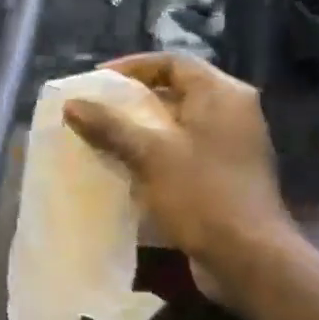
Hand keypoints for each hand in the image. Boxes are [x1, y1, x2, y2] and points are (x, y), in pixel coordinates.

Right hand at [62, 52, 293, 265]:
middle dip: (132, 101)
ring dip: (140, 130)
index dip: (132, 67)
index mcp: (221, 94)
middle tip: (94, 110)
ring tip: (102, 138)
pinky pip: (183, 152)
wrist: (246, 256)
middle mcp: (232, 112)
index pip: (173, 62)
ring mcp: (231, 145)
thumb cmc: (200, 194)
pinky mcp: (225, 175)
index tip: (96, 81)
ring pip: (177, 125)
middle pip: (175, 92)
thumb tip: (72, 104)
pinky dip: (155, 154)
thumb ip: (110, 126)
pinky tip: (126, 169)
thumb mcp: (149, 155)